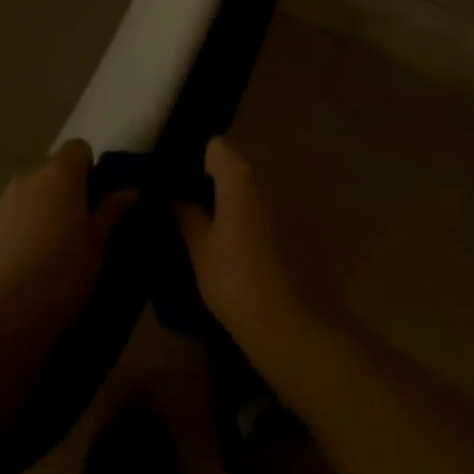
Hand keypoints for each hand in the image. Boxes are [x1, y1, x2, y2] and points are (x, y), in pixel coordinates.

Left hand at [0, 140, 135, 325]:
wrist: (8, 313)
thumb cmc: (65, 271)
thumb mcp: (99, 244)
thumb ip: (112, 211)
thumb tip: (131, 192)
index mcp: (59, 174)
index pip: (78, 148)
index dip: (88, 169)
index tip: (94, 200)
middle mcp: (27, 178)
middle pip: (50, 172)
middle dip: (62, 192)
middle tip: (75, 229)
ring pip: (26, 196)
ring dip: (37, 211)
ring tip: (46, 252)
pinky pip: (6, 221)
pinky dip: (15, 233)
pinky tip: (22, 267)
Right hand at [175, 137, 327, 347]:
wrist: (290, 327)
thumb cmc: (236, 280)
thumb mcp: (200, 249)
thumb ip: (188, 216)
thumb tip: (178, 198)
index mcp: (239, 180)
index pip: (217, 147)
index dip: (197, 162)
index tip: (181, 187)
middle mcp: (264, 186)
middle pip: (234, 169)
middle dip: (211, 185)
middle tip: (188, 212)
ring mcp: (282, 210)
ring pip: (248, 194)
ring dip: (229, 206)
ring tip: (209, 236)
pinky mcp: (294, 235)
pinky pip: (262, 216)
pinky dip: (246, 224)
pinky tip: (234, 254)